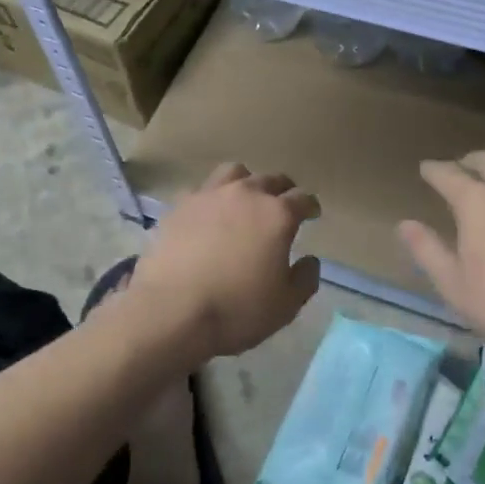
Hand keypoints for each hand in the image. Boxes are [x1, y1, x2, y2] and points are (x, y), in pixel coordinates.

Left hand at [130, 163, 320, 360]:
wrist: (171, 310)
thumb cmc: (237, 309)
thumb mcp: (285, 305)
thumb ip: (304, 278)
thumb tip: (309, 260)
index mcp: (277, 215)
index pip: (303, 199)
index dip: (310, 206)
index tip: (312, 214)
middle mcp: (246, 194)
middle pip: (271, 179)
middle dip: (282, 190)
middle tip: (283, 204)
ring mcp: (209, 195)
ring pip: (235, 173)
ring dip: (246, 182)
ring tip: (245, 199)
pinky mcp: (180, 205)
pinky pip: (202, 190)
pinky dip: (212, 199)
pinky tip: (209, 215)